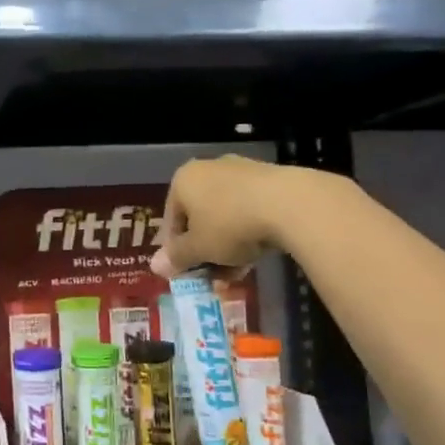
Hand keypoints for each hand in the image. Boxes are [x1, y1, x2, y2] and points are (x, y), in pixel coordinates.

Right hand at [151, 155, 296, 277]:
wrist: (289, 204)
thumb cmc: (229, 225)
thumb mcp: (198, 248)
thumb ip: (176, 257)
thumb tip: (155, 266)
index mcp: (183, 180)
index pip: (171, 220)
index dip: (175, 250)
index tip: (185, 272)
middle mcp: (209, 169)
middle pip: (199, 217)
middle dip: (204, 250)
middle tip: (212, 275)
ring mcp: (241, 171)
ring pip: (225, 216)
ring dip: (226, 246)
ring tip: (237, 272)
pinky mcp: (270, 179)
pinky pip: (249, 210)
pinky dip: (248, 232)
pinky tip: (256, 255)